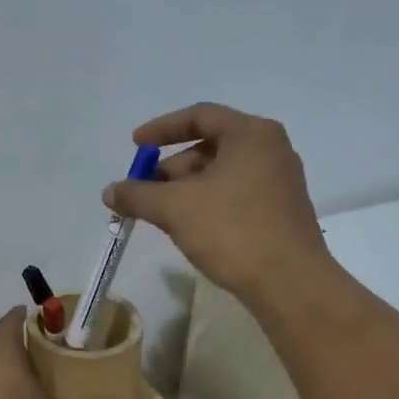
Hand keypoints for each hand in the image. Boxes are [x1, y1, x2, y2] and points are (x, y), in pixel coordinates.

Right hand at [103, 103, 331, 305]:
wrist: (289, 283)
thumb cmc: (232, 230)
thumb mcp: (175, 208)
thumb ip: (138, 195)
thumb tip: (109, 192)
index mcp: (251, 134)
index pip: (200, 116)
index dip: (162, 129)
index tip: (135, 145)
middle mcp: (271, 150)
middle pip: (210, 147)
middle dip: (171, 168)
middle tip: (144, 191)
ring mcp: (280, 183)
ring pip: (222, 175)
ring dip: (187, 189)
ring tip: (161, 215)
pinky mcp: (281, 213)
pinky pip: (235, 196)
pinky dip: (207, 204)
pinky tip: (189, 229)